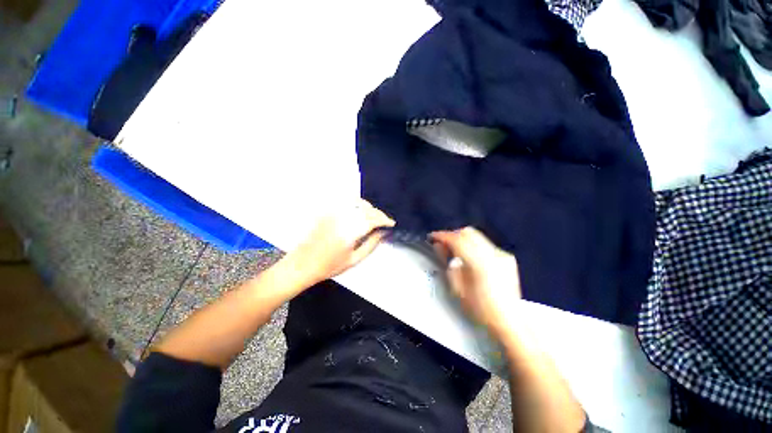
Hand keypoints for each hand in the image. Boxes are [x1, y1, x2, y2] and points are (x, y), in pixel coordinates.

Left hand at [284, 199, 394, 285]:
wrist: (303, 264)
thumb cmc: (329, 266)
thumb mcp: (354, 259)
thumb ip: (371, 245)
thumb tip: (382, 233)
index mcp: (350, 231)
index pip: (373, 219)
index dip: (385, 220)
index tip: (391, 223)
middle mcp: (342, 218)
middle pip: (366, 209)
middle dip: (379, 214)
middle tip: (384, 221)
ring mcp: (333, 213)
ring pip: (357, 202)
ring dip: (368, 207)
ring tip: (373, 216)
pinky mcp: (327, 212)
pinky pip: (345, 202)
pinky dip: (356, 204)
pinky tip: (358, 211)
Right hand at [430, 227, 521, 341]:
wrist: (509, 320)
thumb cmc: (480, 309)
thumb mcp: (458, 288)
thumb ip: (448, 263)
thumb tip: (439, 246)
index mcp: (480, 263)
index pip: (458, 240)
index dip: (443, 236)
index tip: (432, 236)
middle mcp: (493, 254)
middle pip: (468, 233)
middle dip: (453, 234)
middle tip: (442, 243)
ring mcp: (501, 254)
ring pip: (477, 236)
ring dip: (462, 238)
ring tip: (453, 249)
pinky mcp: (506, 257)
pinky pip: (485, 243)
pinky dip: (473, 244)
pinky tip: (469, 256)